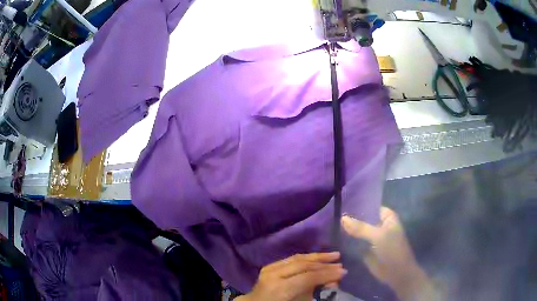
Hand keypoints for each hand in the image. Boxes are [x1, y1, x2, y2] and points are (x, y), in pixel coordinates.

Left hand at [236, 252, 346, 300]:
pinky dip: (307, 257)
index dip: (327, 274)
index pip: (307, 277)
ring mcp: (270, 268)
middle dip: (325, 265)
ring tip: (334, 256)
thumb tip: (332, 282)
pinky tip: (318, 257)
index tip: (343, 273)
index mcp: (279, 288)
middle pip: (304, 265)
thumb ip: (314, 292)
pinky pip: (291, 259)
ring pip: (298, 258)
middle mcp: (274, 275)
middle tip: (341, 264)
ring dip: (318, 257)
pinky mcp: (270, 266)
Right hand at [341, 207, 438, 300]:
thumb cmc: (393, 250)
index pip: (370, 206)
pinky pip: (356, 242)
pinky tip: (335, 236)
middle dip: (351, 218)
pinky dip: (348, 240)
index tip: (341, 203)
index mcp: (387, 216)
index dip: (358, 205)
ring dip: (348, 229)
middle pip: (363, 218)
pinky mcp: (366, 249)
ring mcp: (372, 237)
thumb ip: (360, 228)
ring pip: (359, 230)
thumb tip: (342, 218)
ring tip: (331, 223)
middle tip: (333, 213)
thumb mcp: (378, 236)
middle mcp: (379, 224)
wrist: (396, 273)